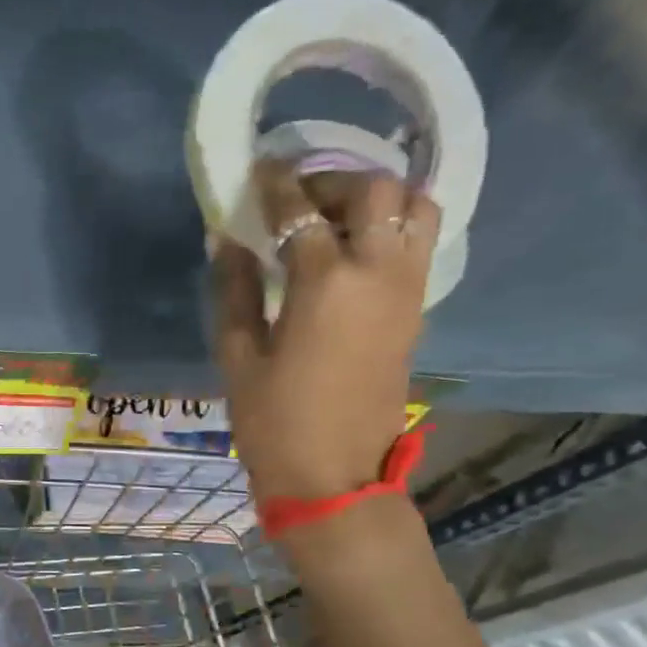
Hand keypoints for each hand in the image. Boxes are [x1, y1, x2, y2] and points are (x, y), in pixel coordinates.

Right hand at [213, 161, 438, 505]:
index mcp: (326, 283)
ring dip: (376, 198)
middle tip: (296, 198)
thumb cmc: (273, 421)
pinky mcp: (416, 312)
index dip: (276, 184)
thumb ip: (235, 288)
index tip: (257, 170)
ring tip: (334, 217)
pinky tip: (353, 248)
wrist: (334, 476)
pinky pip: (418, 244)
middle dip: (332, 180)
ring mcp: (406, 291)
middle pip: (375, 191)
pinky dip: (392, 226)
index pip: (301, 209)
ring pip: (415, 209)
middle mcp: (378, 273)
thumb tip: (228, 239)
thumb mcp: (238, 355)